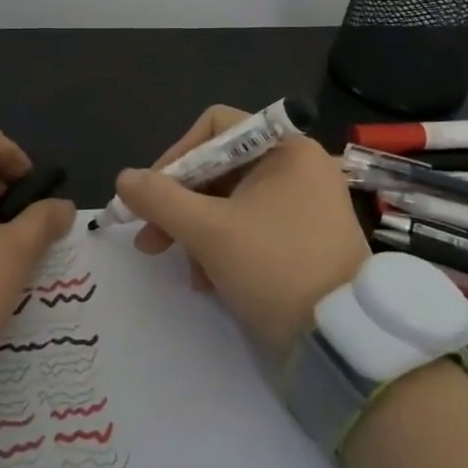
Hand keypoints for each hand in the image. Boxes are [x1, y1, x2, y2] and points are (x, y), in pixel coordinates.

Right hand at [114, 103, 369, 349]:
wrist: (343, 340)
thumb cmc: (275, 268)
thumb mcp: (208, 232)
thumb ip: (160, 199)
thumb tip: (124, 179)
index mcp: (285, 149)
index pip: (214, 127)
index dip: (176, 156)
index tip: (152, 195)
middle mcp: (297, 167)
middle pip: (218, 168)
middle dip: (179, 204)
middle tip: (150, 240)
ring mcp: (303, 204)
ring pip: (229, 202)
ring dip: (197, 232)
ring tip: (187, 272)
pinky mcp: (303, 237)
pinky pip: (250, 226)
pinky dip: (223, 247)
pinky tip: (209, 281)